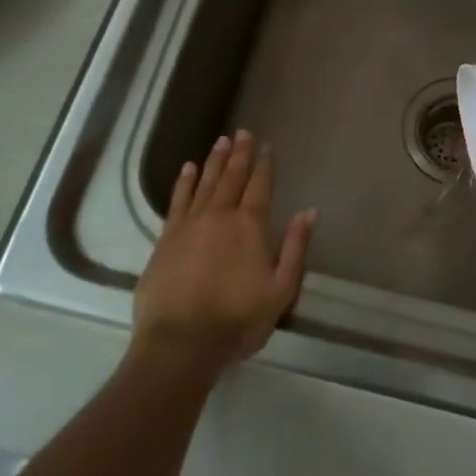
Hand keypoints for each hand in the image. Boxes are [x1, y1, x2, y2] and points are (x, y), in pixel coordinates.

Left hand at [133, 131, 315, 371]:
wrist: (181, 343)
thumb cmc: (237, 320)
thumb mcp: (281, 290)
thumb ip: (295, 248)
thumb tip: (309, 211)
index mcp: (250, 226)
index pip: (260, 187)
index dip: (265, 165)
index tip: (267, 146)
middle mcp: (219, 216)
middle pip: (232, 177)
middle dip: (239, 154)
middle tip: (242, 132)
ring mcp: (189, 224)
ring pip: (205, 183)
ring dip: (214, 161)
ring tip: (220, 140)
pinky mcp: (166, 238)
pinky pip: (177, 201)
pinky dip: (184, 182)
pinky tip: (188, 168)